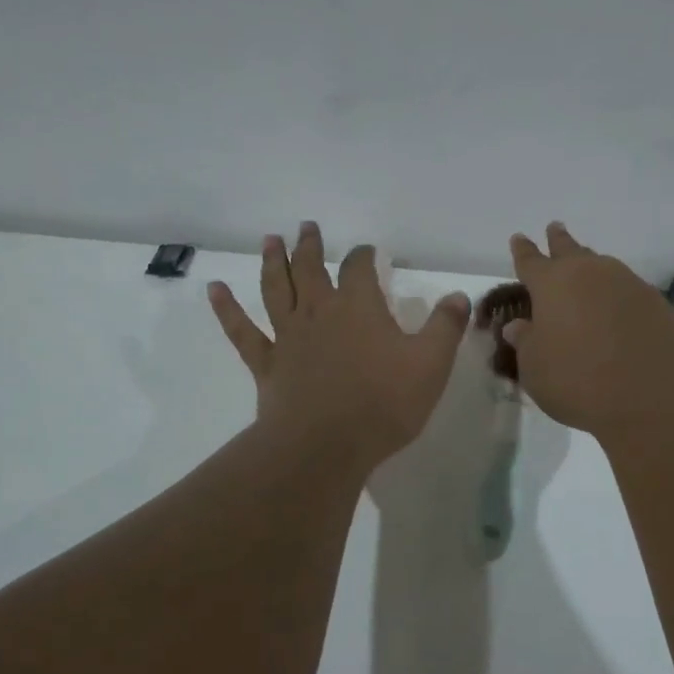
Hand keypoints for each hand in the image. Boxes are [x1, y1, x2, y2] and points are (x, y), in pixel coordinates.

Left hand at [209, 222, 470, 469]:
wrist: (326, 445)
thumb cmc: (383, 403)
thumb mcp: (431, 364)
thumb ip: (446, 326)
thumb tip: (459, 296)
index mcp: (359, 307)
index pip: (359, 267)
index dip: (363, 255)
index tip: (367, 251)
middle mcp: (319, 312)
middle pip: (310, 269)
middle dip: (310, 247)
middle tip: (306, 227)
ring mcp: (288, 337)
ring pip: (276, 290)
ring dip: (271, 263)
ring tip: (269, 241)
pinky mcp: (267, 364)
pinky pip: (242, 331)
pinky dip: (226, 309)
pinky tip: (213, 290)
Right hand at [504, 222, 673, 438]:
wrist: (655, 393)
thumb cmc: (580, 381)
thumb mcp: (536, 369)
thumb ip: (526, 343)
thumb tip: (519, 326)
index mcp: (553, 284)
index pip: (531, 261)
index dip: (523, 251)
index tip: (519, 238)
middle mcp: (591, 274)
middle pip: (571, 250)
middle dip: (559, 240)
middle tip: (555, 228)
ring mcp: (629, 284)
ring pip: (603, 267)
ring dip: (592, 267)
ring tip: (587, 271)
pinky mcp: (658, 303)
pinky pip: (629, 292)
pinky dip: (618, 297)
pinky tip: (618, 311)